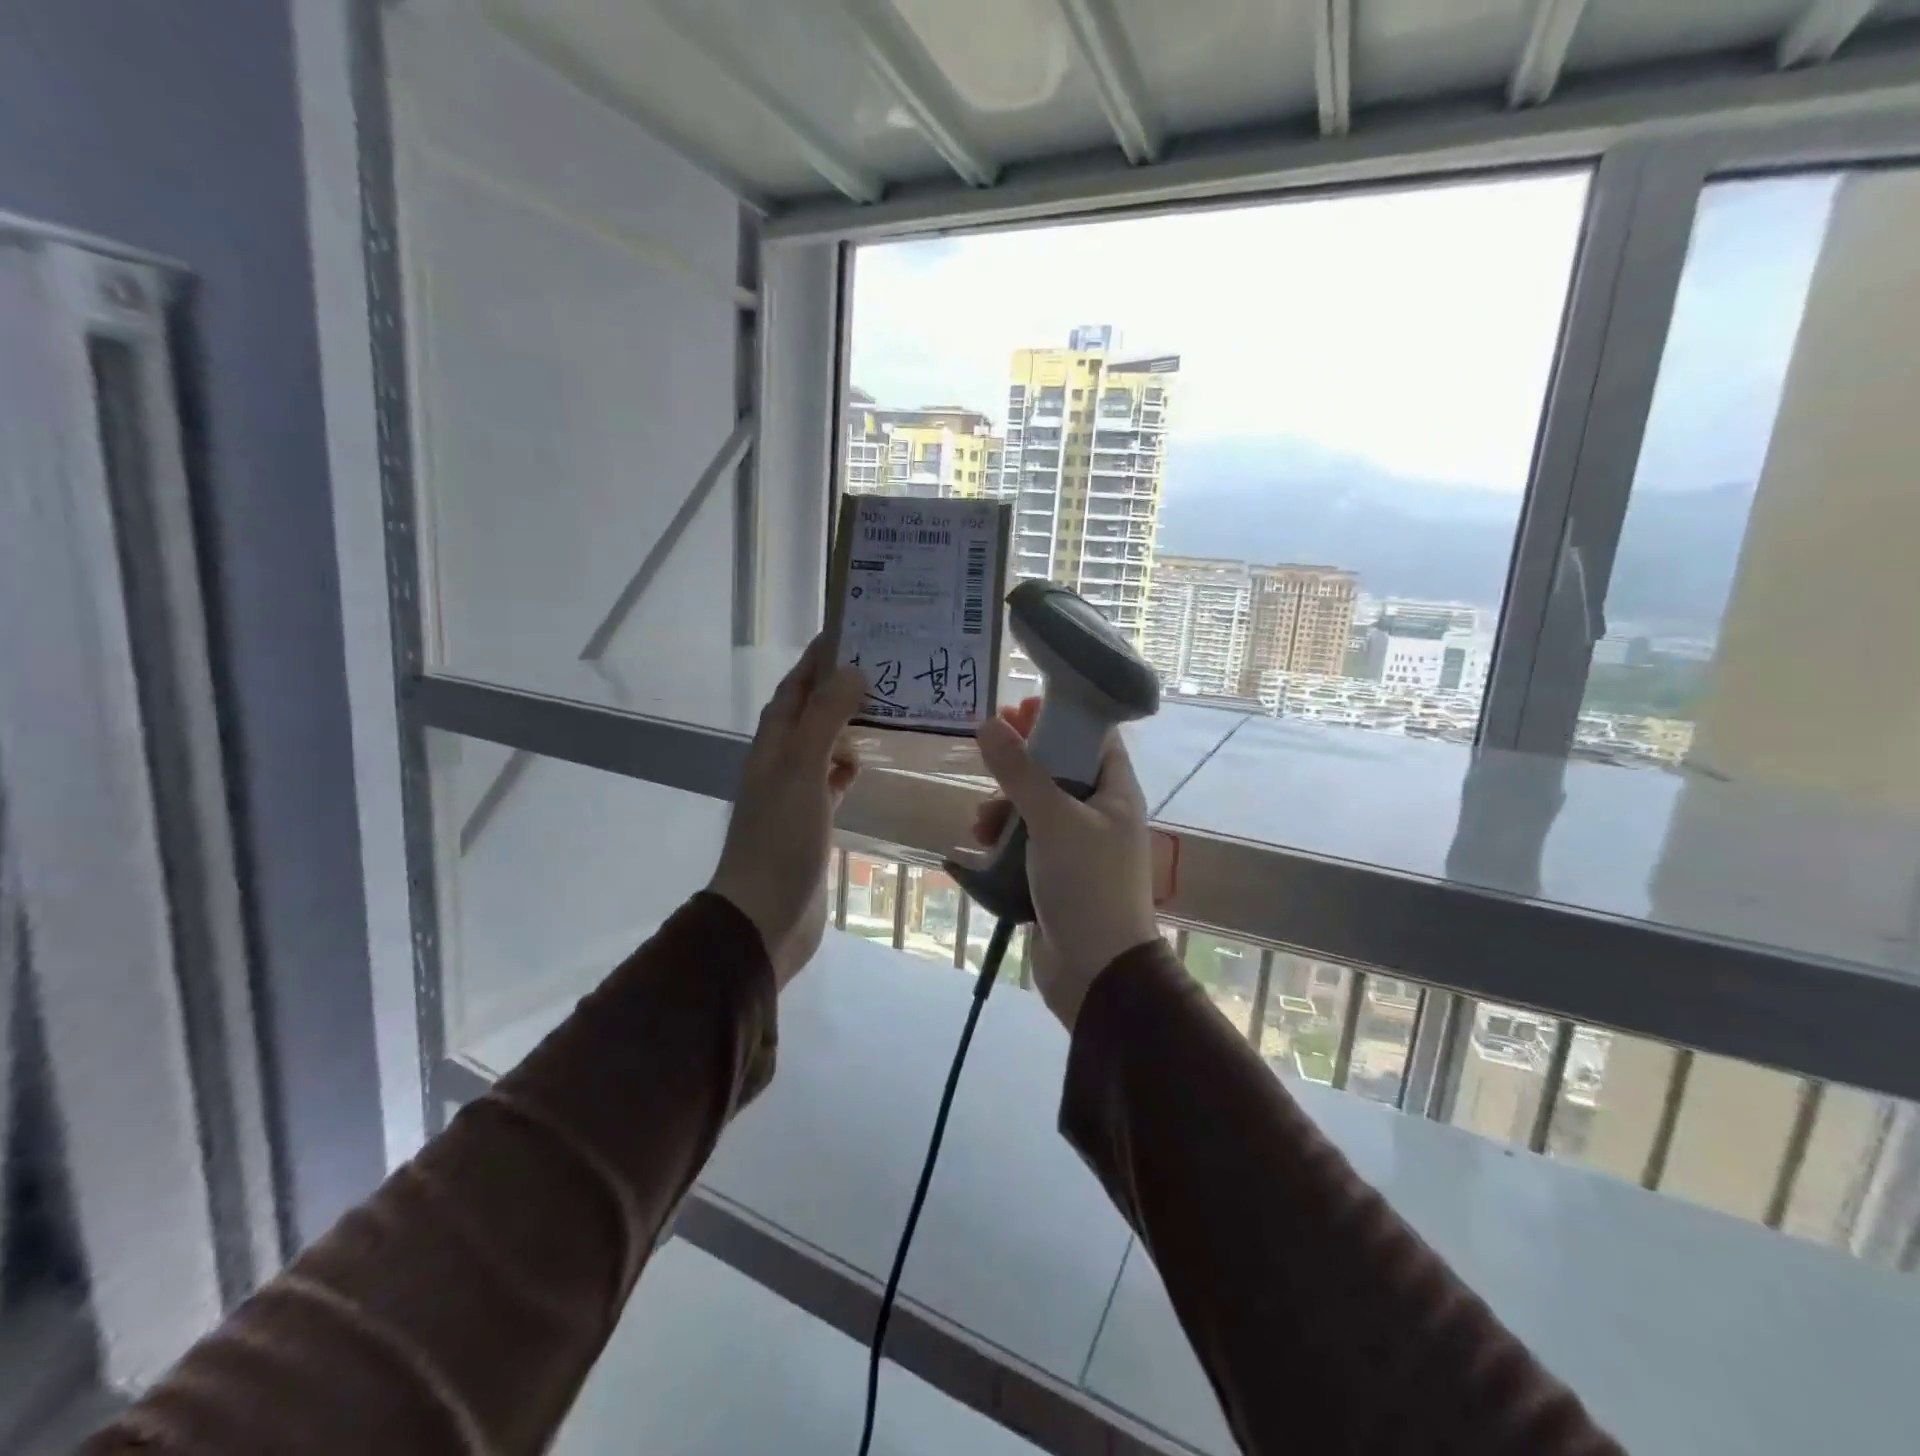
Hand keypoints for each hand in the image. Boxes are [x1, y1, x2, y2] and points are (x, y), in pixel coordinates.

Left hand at [708, 636, 864, 987]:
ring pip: (825, 746)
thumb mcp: (802, 771)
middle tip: (883, 665)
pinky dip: (851, 766)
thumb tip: (852, 671)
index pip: (795, 688)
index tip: (850, 630)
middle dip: (838, 686)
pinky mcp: (813, 823)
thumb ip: (825, 719)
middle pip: (810, 712)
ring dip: (848, 724)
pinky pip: (834, 781)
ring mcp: (797, 794)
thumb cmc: (781, 840)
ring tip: (888, 705)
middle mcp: (782, 763)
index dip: (816, 659)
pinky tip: (872, 761)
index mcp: (773, 745)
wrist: (765, 917)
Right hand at [969, 699, 1158, 1030]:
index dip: (1059, 718)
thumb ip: (1020, 772)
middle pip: (1058, 769)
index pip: (1093, 738)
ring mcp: (1077, 846)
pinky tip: (978, 848)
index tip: (1020, 708)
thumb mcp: (1054, 821)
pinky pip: (1025, 842)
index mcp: (1115, 793)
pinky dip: (1002, 839)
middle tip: (989, 747)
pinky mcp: (1055, 874)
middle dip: (1021, 763)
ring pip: (1035, 807)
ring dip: (1005, 805)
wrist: (1097, 973)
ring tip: (981, 820)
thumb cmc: (1088, 885)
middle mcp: (1099, 814)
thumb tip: (988, 723)